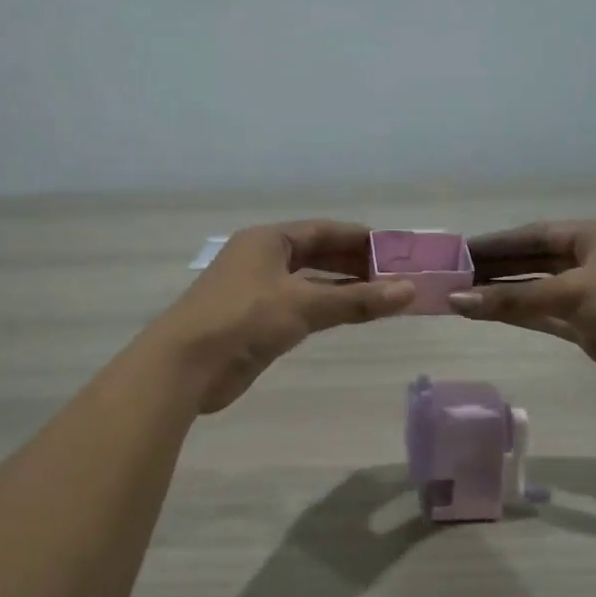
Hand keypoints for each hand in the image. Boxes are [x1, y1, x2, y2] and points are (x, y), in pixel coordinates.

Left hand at [150, 221, 413, 413]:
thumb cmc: (243, 320)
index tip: (394, 248)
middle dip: (354, 264)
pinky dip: (324, 309)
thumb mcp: (303, 305)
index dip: (359, 238)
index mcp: (268, 240)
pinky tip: (347, 317)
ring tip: (380, 297)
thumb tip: (409, 292)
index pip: (322, 231)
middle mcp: (261, 259)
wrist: (186, 365)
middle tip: (394, 276)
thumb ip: (356, 300)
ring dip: (341, 289)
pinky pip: (299, 307)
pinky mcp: (254, 322)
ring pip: (308, 283)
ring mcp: (256, 291)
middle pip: (316, 255)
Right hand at [451, 220, 595, 397]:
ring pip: (535, 291)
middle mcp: (590, 261)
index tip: (458, 250)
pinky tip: (486, 315)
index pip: (533, 235)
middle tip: (450, 275)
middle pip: (531, 261)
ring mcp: (589, 295)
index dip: (495, 242)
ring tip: (458, 296)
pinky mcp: (588, 327)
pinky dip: (517, 316)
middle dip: (494, 268)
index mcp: (594, 236)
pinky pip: (543, 316)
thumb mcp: (575, 293)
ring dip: (501, 294)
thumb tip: (458, 301)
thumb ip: (515, 299)